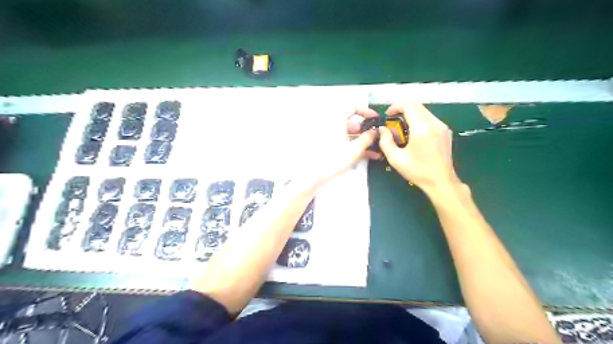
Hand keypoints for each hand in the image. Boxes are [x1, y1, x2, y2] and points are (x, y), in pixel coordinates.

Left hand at [287, 108, 379, 193]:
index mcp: (337, 121)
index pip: (352, 108)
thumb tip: (376, 131)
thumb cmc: (334, 159)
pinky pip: (347, 144)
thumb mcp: (354, 149)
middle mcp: (334, 127)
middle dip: (368, 131)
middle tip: (380, 138)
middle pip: (354, 124)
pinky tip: (371, 156)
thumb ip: (367, 138)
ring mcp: (333, 138)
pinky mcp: (333, 148)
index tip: (376, 119)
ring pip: (352, 136)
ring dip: (365, 142)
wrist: (314, 175)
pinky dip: (358, 148)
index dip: (366, 111)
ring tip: (379, 150)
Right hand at [379, 101, 459, 193]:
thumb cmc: (417, 171)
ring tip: (402, 129)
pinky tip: (413, 134)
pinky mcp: (446, 131)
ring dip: (411, 115)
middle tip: (392, 121)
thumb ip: (385, 141)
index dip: (396, 106)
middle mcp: (434, 123)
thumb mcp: (395, 158)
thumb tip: (382, 129)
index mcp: (422, 128)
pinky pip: (430, 118)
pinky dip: (419, 120)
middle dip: (402, 109)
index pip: (409, 105)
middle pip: (417, 105)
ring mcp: (442, 126)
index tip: (388, 115)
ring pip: (424, 111)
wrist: (441, 182)